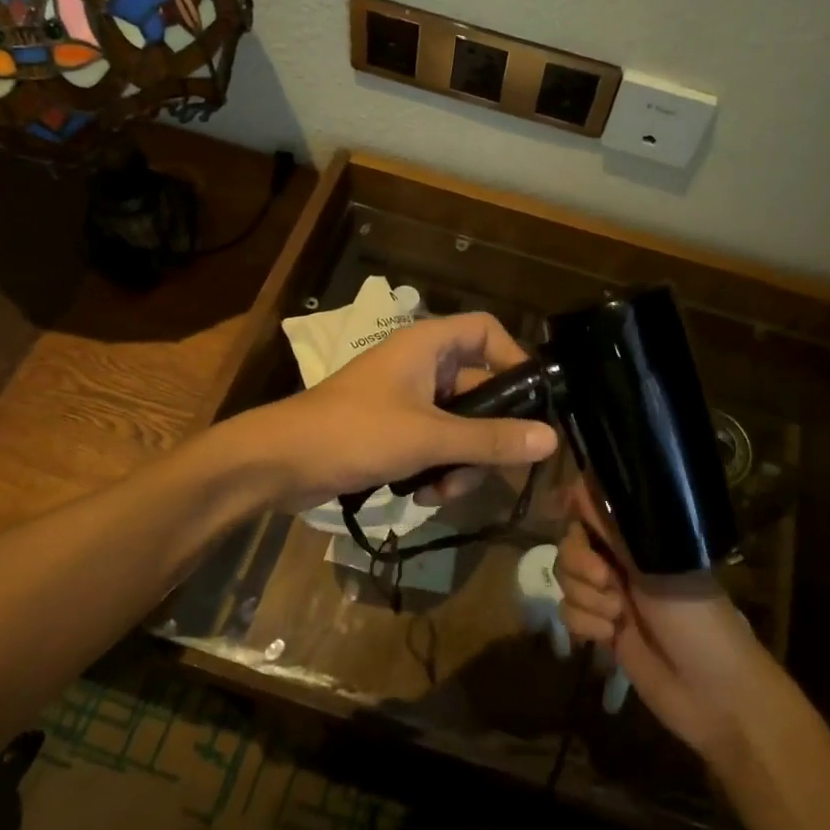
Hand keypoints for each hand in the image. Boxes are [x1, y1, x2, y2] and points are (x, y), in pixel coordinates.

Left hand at [246, 312, 557, 510]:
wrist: (280, 463)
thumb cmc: (355, 432)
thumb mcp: (429, 438)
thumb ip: (490, 439)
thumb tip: (550, 438)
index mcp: (427, 345)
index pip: (487, 331)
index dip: (514, 359)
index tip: (533, 402)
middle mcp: (421, 366)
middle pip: (480, 389)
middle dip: (485, 436)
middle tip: (491, 470)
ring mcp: (406, 400)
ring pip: (459, 426)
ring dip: (460, 462)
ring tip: (442, 492)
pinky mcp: (392, 431)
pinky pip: (434, 445)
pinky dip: (435, 470)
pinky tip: (421, 497)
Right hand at [555, 479, 773, 764]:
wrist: (713, 694)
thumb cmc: (695, 619)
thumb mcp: (656, 566)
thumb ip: (614, 528)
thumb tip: (580, 483)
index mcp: (638, 538)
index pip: (590, 509)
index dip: (576, 515)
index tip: (579, 528)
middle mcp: (620, 561)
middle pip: (569, 544)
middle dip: (580, 563)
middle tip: (608, 580)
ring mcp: (609, 596)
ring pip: (565, 580)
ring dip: (585, 598)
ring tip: (616, 616)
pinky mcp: (600, 630)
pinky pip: (568, 613)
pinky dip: (584, 624)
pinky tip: (609, 637)